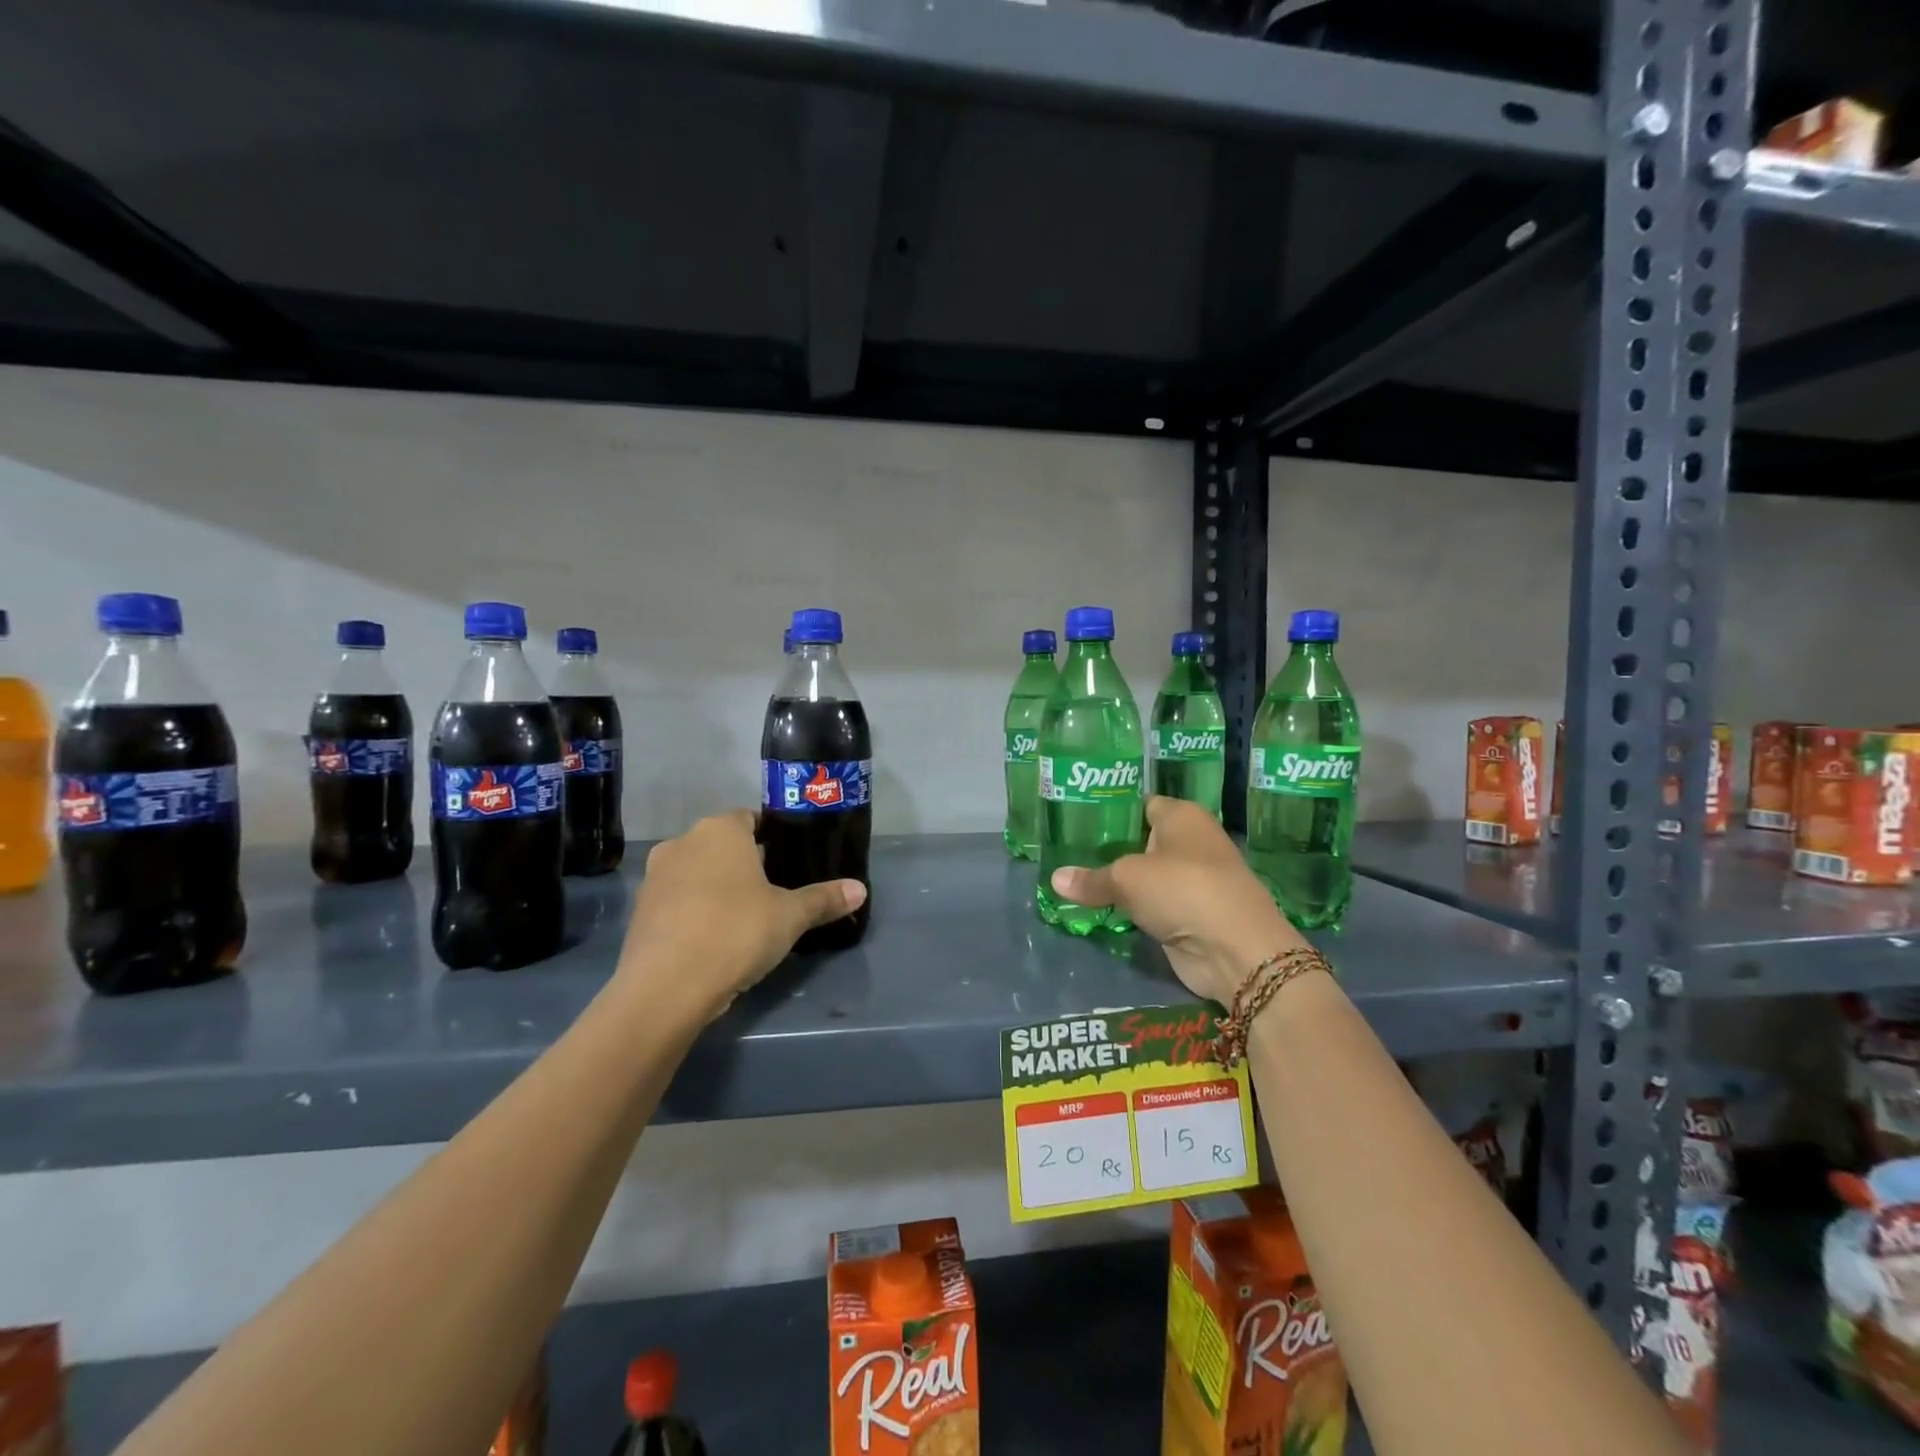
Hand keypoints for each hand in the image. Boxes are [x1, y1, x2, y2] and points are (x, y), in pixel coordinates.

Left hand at [618, 809, 866, 1018]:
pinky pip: (677, 902)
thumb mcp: (790, 916)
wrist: (665, 987)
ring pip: (696, 873)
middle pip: (721, 845)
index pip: (750, 818)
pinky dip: (694, 913)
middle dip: (744, 864)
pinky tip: (713, 939)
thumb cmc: (736, 931)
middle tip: (773, 891)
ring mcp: (655, 877)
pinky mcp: (639, 912)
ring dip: (716, 888)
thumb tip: (860, 889)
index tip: (789, 859)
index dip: (771, 836)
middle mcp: (682, 842)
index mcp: (720, 830)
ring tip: (744, 918)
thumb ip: (824, 899)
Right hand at [1048, 796, 1307, 1005]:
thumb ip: (1091, 879)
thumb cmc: (1183, 889)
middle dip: (1108, 847)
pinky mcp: (1189, 912)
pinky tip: (1098, 907)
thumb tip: (1054, 879)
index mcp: (1181, 815)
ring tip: (1072, 877)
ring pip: (1144, 874)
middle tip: (1065, 850)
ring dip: (1118, 881)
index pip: (1139, 803)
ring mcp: (1191, 879)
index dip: (1110, 810)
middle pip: (1139, 839)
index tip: (1075, 818)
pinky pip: (1151, 903)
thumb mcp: (1127, 879)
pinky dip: (1131, 907)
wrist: (1235, 948)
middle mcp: (1190, 840)